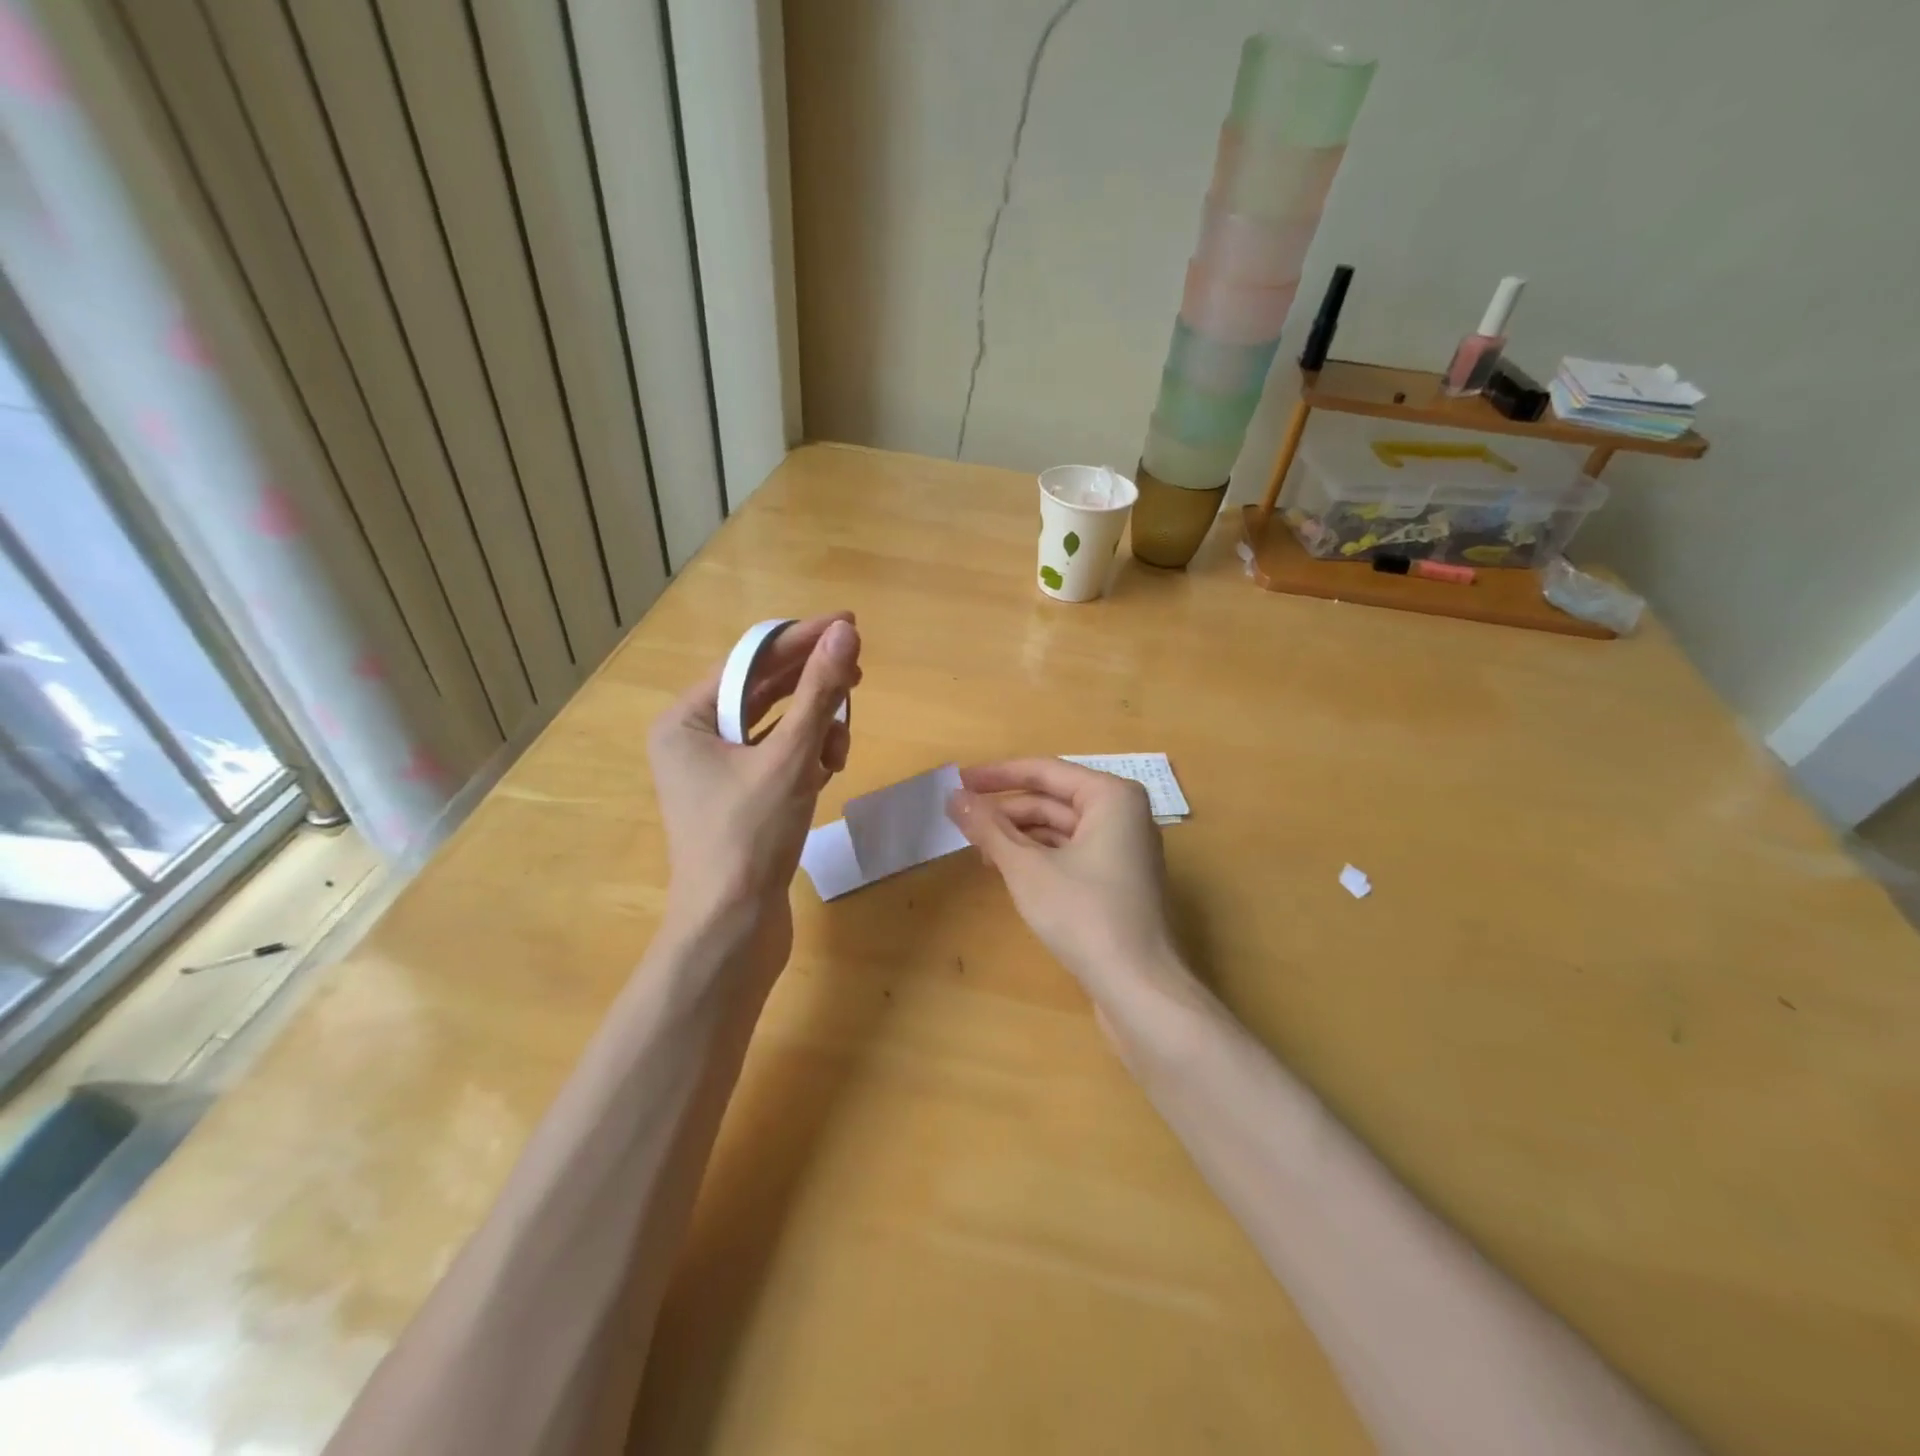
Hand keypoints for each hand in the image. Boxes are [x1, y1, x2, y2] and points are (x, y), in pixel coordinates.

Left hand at [648, 615, 860, 957]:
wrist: (733, 927)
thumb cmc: (750, 836)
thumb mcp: (790, 758)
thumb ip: (819, 693)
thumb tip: (845, 633)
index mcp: (685, 721)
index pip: (749, 662)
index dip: (801, 640)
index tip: (849, 623)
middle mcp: (694, 740)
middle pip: (763, 692)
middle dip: (813, 688)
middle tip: (859, 673)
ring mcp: (717, 772)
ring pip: (777, 727)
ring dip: (814, 728)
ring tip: (839, 747)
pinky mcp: (740, 799)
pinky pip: (778, 758)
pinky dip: (806, 757)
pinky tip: (828, 769)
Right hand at [946, 758, 1184, 1012]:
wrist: (1139, 988)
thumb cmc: (1084, 915)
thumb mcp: (1027, 868)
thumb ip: (989, 828)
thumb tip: (953, 797)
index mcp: (1111, 796)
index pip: (1045, 771)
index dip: (997, 775)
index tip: (959, 779)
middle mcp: (1124, 814)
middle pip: (1053, 799)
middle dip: (1006, 809)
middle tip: (961, 818)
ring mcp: (1124, 849)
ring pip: (1061, 828)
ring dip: (1019, 835)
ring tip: (978, 848)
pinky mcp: (1118, 880)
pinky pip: (1071, 852)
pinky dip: (1039, 856)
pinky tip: (1007, 870)